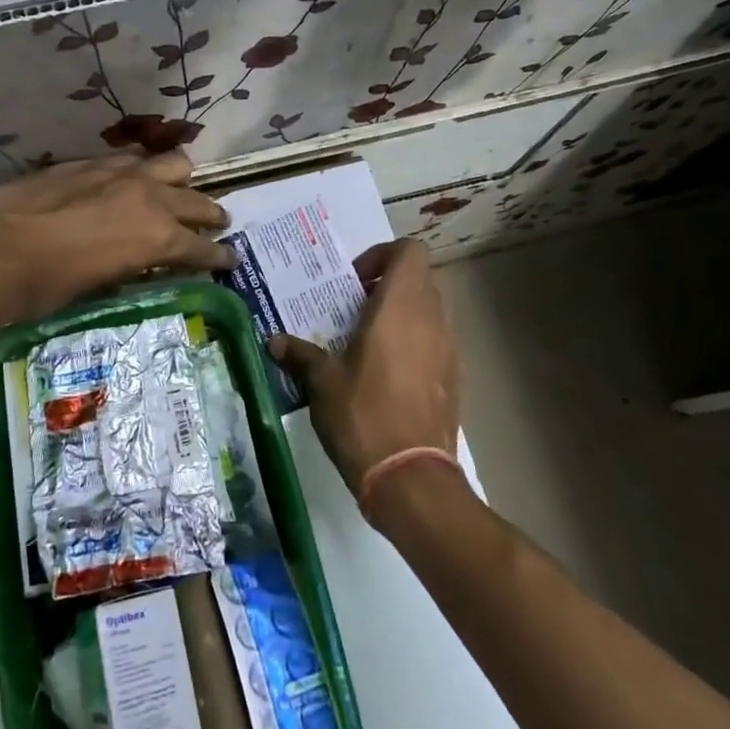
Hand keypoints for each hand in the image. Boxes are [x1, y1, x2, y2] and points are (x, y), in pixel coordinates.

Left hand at [0, 150, 235, 328]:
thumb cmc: (44, 288)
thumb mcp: (99, 287)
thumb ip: (130, 267)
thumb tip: (140, 263)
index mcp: (156, 236)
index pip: (202, 247)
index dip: (219, 256)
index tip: (229, 259)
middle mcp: (148, 197)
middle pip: (196, 201)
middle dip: (211, 215)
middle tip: (217, 224)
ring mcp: (118, 173)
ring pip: (171, 164)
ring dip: (182, 182)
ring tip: (180, 192)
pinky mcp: (89, 163)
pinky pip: (130, 160)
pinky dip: (142, 171)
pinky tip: (132, 180)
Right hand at [269, 239, 459, 496]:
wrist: (411, 477)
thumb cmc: (362, 414)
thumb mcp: (321, 381)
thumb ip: (299, 354)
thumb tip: (273, 341)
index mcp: (400, 306)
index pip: (410, 251)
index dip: (382, 256)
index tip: (354, 283)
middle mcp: (432, 319)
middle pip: (419, 280)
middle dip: (387, 286)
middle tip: (353, 311)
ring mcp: (449, 350)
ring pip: (430, 311)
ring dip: (401, 316)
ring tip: (368, 344)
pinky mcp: (456, 379)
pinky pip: (436, 343)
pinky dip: (415, 344)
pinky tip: (387, 376)